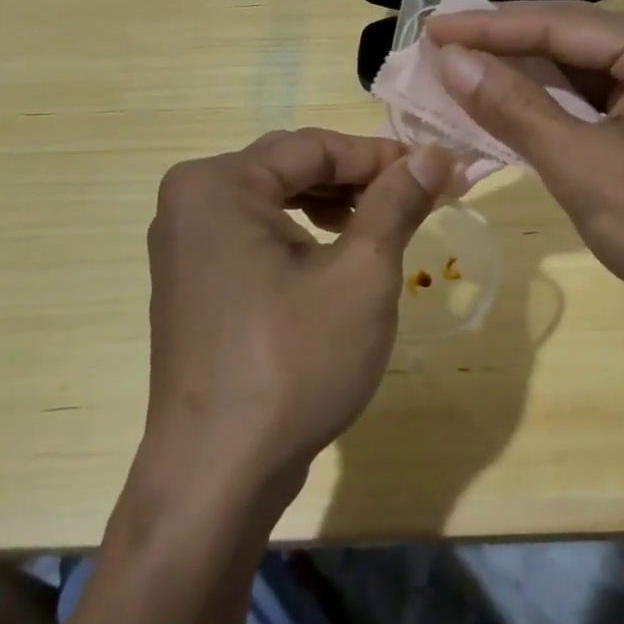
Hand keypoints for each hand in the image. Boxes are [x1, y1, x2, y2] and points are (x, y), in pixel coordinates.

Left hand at [139, 130, 451, 497]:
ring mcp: (186, 244)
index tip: (437, 170)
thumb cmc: (293, 363)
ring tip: (385, 224)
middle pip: (293, 166)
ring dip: (335, 205)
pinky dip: (304, 234)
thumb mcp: (362, 273)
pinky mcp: (195, 281)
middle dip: (360, 179)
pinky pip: (258, 233)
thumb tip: (435, 154)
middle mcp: (190, 201)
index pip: (315, 146)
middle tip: (419, 196)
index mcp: (218, 184)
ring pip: (276, 199)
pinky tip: (340, 255)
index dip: (382, 155)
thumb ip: (396, 202)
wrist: (218, 477)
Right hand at [423, 4, 623, 340]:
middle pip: (571, 39)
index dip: (488, 28)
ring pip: (583, 68)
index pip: (559, 23)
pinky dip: (556, 104)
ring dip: (525, 78)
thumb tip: (452, 62)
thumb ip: (516, 109)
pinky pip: (601, 94)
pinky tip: (510, 104)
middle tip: (438, 50)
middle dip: (504, 50)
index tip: (431, 30)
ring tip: (459, 73)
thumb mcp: (585, 167)